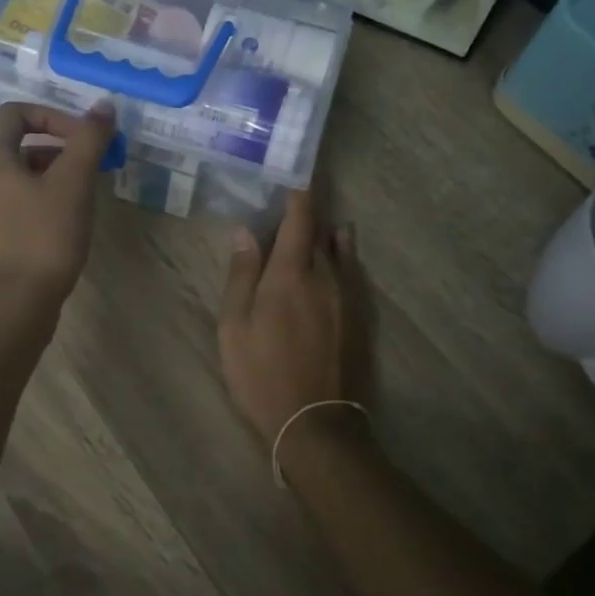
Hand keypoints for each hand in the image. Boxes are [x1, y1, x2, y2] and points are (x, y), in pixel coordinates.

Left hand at [0, 101, 113, 306]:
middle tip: (93, 168)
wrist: (15, 304)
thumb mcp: (73, 183)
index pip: (16, 113)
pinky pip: (18, 207)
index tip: (83, 139)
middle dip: (61, 150)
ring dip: (55, 178)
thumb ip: (89, 140)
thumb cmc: (44, 236)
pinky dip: (44, 204)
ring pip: (21, 179)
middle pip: (20, 146)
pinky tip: (68, 226)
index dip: (53, 117)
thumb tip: (105, 106)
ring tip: (85, 199)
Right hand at [217, 188, 370, 446]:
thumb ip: (242, 275)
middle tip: (294, 199)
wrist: (315, 423)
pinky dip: (345, 254)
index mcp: (291, 273)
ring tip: (320, 217)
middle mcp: (325, 275)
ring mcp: (348, 297)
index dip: (298, 193)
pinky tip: (343, 249)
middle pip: (320, 232)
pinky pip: (353, 272)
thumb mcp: (234, 326)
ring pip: (340, 251)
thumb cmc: (262, 373)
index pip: (299, 219)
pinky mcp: (360, 317)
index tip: (293, 173)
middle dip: (308, 213)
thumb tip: (245, 231)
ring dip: (328, 232)